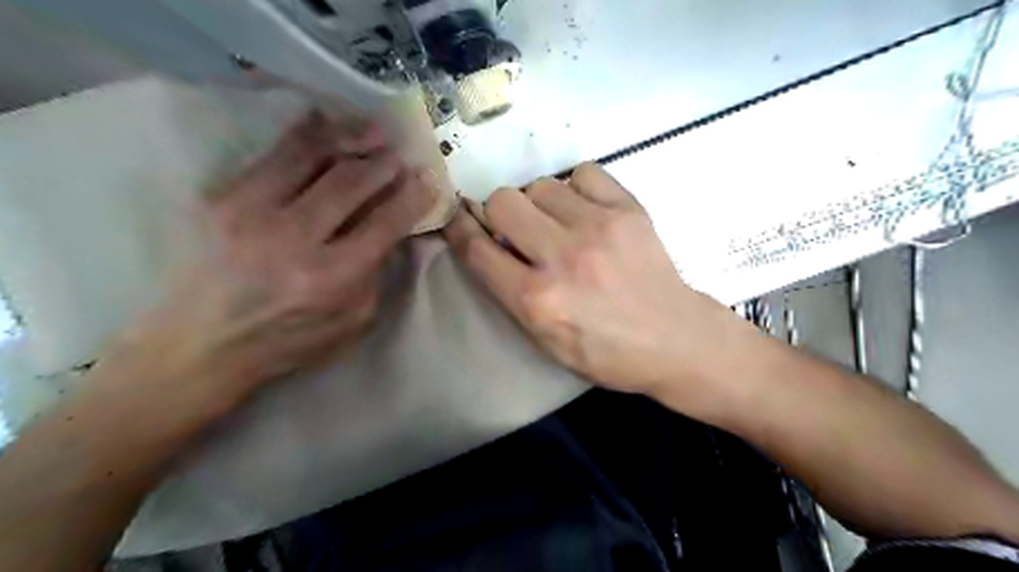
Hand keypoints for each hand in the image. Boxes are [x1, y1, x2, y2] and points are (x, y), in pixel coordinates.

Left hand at [89, 111, 434, 412]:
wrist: (199, 345)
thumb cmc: (287, 341)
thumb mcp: (351, 321)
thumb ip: (375, 274)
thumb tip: (391, 230)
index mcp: (331, 277)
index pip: (383, 223)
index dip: (411, 197)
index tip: (427, 179)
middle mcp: (293, 238)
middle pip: (349, 182)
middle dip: (383, 163)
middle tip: (400, 155)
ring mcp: (251, 212)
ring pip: (310, 155)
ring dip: (349, 138)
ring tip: (372, 131)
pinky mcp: (221, 198)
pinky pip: (272, 154)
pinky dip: (305, 135)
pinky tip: (325, 124)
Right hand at [442, 163, 745, 396]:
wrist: (675, 339)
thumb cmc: (606, 351)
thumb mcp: (545, 341)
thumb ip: (511, 293)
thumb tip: (488, 243)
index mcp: (537, 300)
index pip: (478, 248)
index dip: (460, 228)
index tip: (458, 219)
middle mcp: (563, 257)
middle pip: (502, 202)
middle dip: (500, 215)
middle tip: (518, 230)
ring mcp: (599, 228)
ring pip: (539, 185)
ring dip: (538, 203)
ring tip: (557, 224)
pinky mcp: (629, 210)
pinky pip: (583, 173)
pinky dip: (575, 189)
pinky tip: (585, 211)